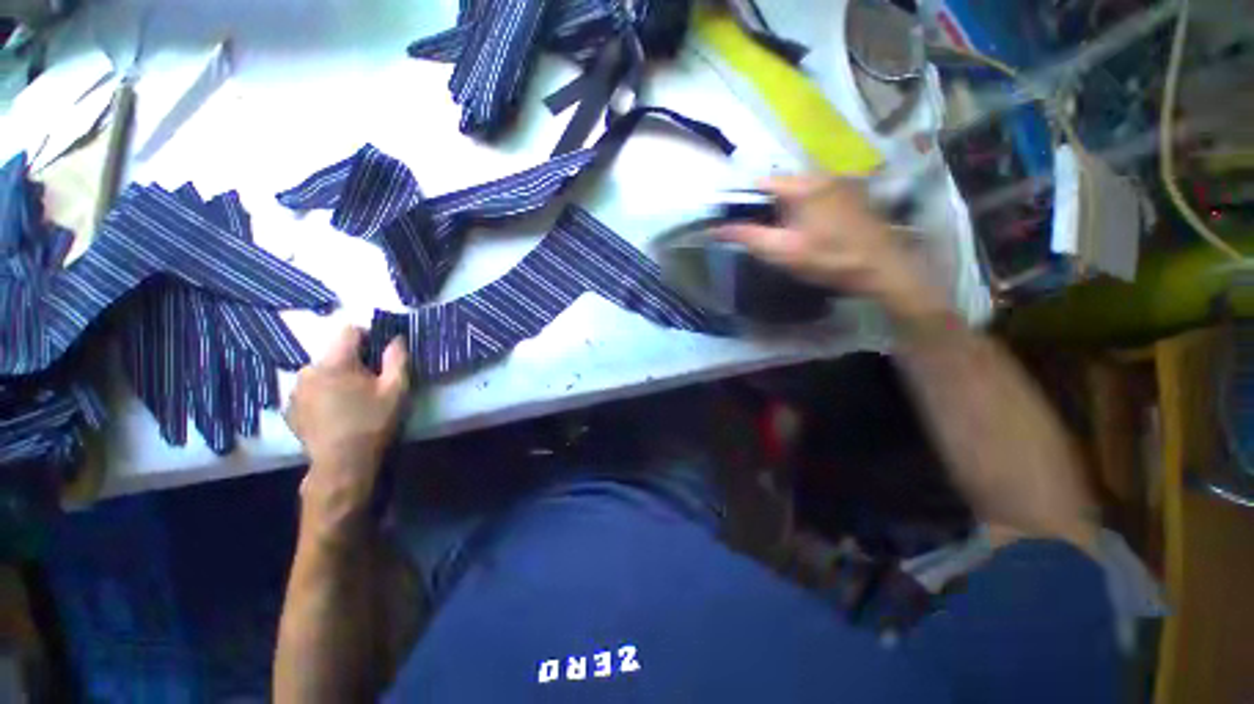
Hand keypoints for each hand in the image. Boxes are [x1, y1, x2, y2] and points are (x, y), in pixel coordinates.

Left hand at [287, 326, 409, 534]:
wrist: (342, 463)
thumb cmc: (373, 422)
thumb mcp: (396, 389)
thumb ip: (397, 359)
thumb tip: (396, 337)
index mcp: (335, 362)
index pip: (349, 331)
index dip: (368, 336)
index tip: (380, 353)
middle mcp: (308, 369)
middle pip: (334, 352)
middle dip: (353, 361)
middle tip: (369, 382)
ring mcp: (295, 390)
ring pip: (321, 371)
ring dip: (336, 377)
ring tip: (351, 399)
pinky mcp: (290, 408)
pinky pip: (310, 389)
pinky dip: (323, 392)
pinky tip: (335, 412)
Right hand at [718, 175, 947, 322]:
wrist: (883, 269)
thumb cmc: (829, 259)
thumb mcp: (783, 251)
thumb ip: (748, 237)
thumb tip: (715, 229)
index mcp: (803, 185)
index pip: (760, 183)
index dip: (741, 201)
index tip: (730, 221)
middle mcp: (821, 175)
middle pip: (778, 186)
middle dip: (762, 207)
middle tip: (755, 234)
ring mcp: (839, 183)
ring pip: (796, 192)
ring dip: (781, 210)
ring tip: (777, 235)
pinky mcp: (850, 194)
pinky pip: (813, 196)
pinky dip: (799, 210)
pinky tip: (801, 231)